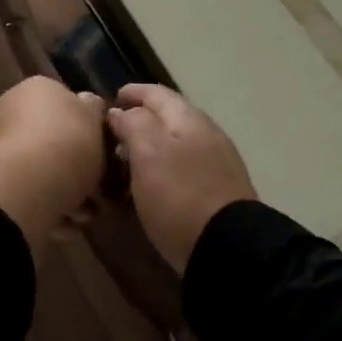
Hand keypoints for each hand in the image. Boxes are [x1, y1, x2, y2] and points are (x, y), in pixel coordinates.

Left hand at [0, 77, 107, 248]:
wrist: (20, 186)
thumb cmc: (66, 146)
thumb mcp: (95, 120)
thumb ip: (93, 111)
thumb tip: (87, 105)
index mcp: (37, 88)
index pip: (68, 104)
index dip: (90, 132)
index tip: (105, 158)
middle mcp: (10, 110)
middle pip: (53, 140)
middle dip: (76, 168)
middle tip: (98, 194)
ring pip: (40, 170)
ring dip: (64, 192)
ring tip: (83, 217)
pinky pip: (25, 193)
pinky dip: (44, 208)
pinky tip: (63, 227)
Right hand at [106, 84, 255, 273]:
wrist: (229, 248)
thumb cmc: (180, 195)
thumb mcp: (148, 153)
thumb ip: (133, 124)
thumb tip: (121, 112)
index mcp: (189, 119)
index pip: (157, 93)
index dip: (133, 92)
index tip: (112, 98)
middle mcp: (207, 134)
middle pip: (170, 116)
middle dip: (141, 119)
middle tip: (113, 133)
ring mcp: (217, 163)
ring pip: (177, 143)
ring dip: (151, 146)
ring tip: (126, 161)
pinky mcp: (218, 191)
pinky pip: (185, 168)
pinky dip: (163, 168)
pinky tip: (152, 185)